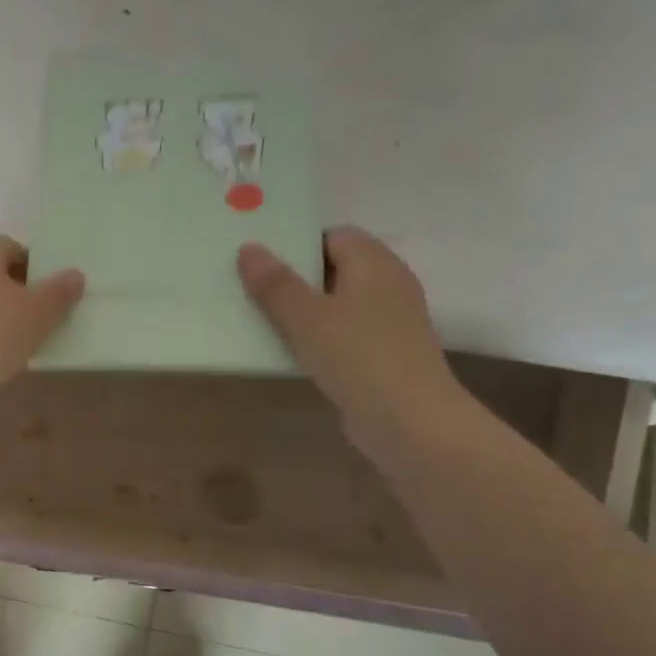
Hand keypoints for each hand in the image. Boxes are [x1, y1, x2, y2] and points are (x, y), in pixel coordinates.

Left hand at [0, 236, 84, 422]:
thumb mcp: (37, 313)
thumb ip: (59, 292)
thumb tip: (75, 275)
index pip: (13, 248)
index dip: (38, 270)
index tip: (57, 296)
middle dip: (22, 298)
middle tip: (48, 322)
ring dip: (3, 324)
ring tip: (29, 347)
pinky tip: (0, 365)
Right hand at [238, 228, 461, 455]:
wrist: (408, 420)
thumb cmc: (356, 356)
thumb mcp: (305, 317)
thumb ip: (275, 283)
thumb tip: (248, 247)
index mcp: (374, 262)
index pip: (334, 236)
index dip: (297, 245)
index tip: (261, 263)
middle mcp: (389, 284)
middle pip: (336, 270)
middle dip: (297, 280)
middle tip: (253, 292)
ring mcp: (391, 322)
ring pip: (340, 305)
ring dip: (306, 313)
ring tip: (265, 323)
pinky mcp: (386, 355)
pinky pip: (346, 335)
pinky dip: (322, 340)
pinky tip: (295, 356)